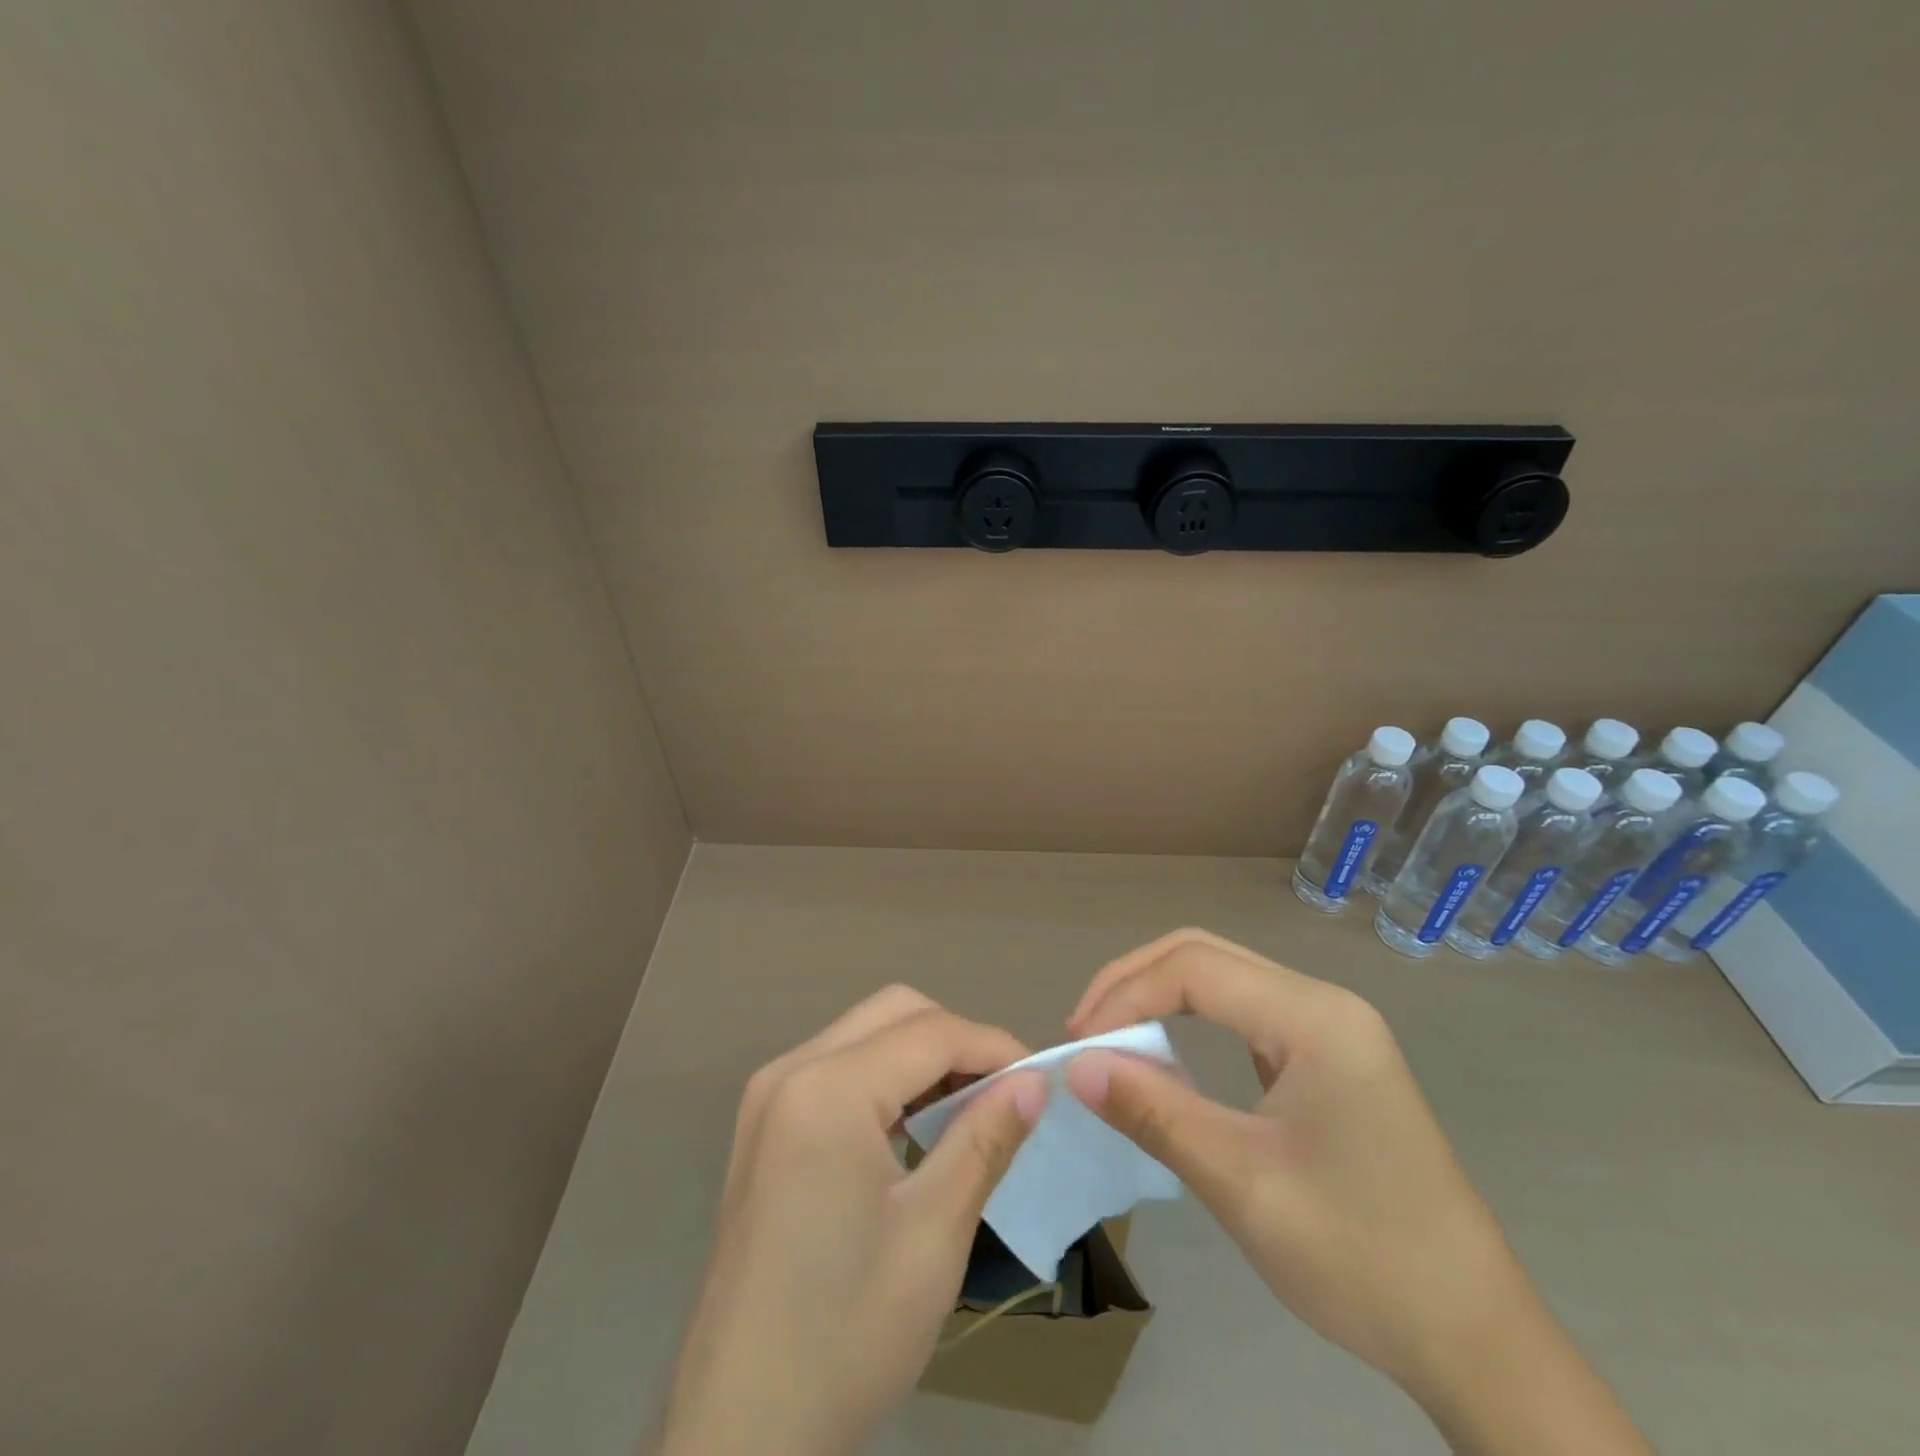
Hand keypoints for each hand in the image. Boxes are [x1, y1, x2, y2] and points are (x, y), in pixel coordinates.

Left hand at [659, 987, 1045, 1455]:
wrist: (741, 1431)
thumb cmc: (845, 1335)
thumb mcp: (934, 1235)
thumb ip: (985, 1140)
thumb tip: (1034, 1081)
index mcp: (826, 1091)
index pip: (931, 1032)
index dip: (995, 1047)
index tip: (1041, 1080)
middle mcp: (790, 1070)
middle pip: (894, 1012)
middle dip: (958, 1040)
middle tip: (1002, 1095)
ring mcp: (768, 1095)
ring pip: (866, 1032)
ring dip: (923, 1055)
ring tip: (968, 1111)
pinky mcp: (763, 1123)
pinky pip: (839, 1065)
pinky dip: (887, 1077)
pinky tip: (913, 1129)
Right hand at [1065, 929, 1649, 1455]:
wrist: (1477, 1341)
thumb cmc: (1361, 1258)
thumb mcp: (1242, 1184)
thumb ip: (1154, 1113)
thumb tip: (1076, 1068)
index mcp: (1314, 1018)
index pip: (1194, 970)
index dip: (1124, 996)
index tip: (1077, 1046)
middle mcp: (1324, 1003)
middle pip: (1205, 955)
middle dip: (1133, 982)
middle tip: (1084, 1033)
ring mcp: (1331, 1028)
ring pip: (1223, 978)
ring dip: (1158, 997)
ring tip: (1110, 1041)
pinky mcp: (1329, 1057)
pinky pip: (1243, 1014)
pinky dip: (1190, 1021)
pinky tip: (1164, 1056)